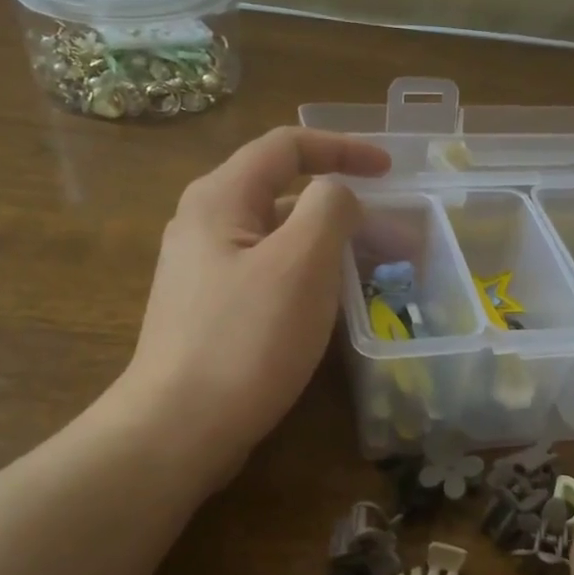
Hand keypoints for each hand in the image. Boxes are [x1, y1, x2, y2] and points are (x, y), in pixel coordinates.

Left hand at [114, 128, 389, 483]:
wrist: (179, 428)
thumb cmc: (245, 340)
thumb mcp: (301, 263)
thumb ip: (330, 209)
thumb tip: (338, 195)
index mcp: (220, 197)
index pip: (287, 146)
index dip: (343, 148)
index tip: (391, 171)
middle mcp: (205, 224)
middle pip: (284, 193)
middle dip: (344, 208)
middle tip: (394, 238)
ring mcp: (204, 271)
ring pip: (279, 240)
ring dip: (329, 246)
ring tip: (375, 273)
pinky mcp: (211, 312)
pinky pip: (269, 276)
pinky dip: (308, 278)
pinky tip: (332, 307)